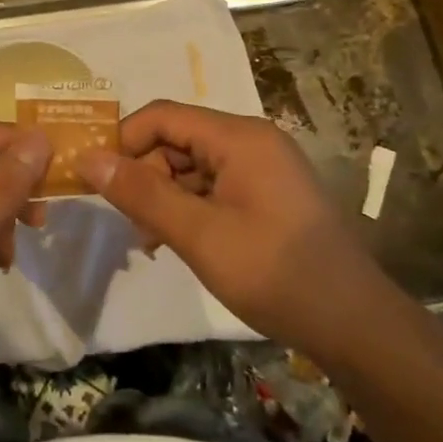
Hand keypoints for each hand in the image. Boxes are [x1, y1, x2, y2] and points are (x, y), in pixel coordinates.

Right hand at [76, 100, 378, 356]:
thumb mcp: (199, 235)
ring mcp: (264, 168)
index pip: (162, 116)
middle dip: (145, 175)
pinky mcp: (269, 194)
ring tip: (152, 241)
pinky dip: (190, 208)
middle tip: (130, 224)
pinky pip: (215, 186)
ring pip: (193, 166)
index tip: (96, 180)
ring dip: (165, 196)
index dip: (124, 141)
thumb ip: (141, 194)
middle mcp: (252, 141)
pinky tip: (179, 242)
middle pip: (177, 140)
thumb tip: (87, 159)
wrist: (355, 324)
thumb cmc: (275, 273)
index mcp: (239, 137)